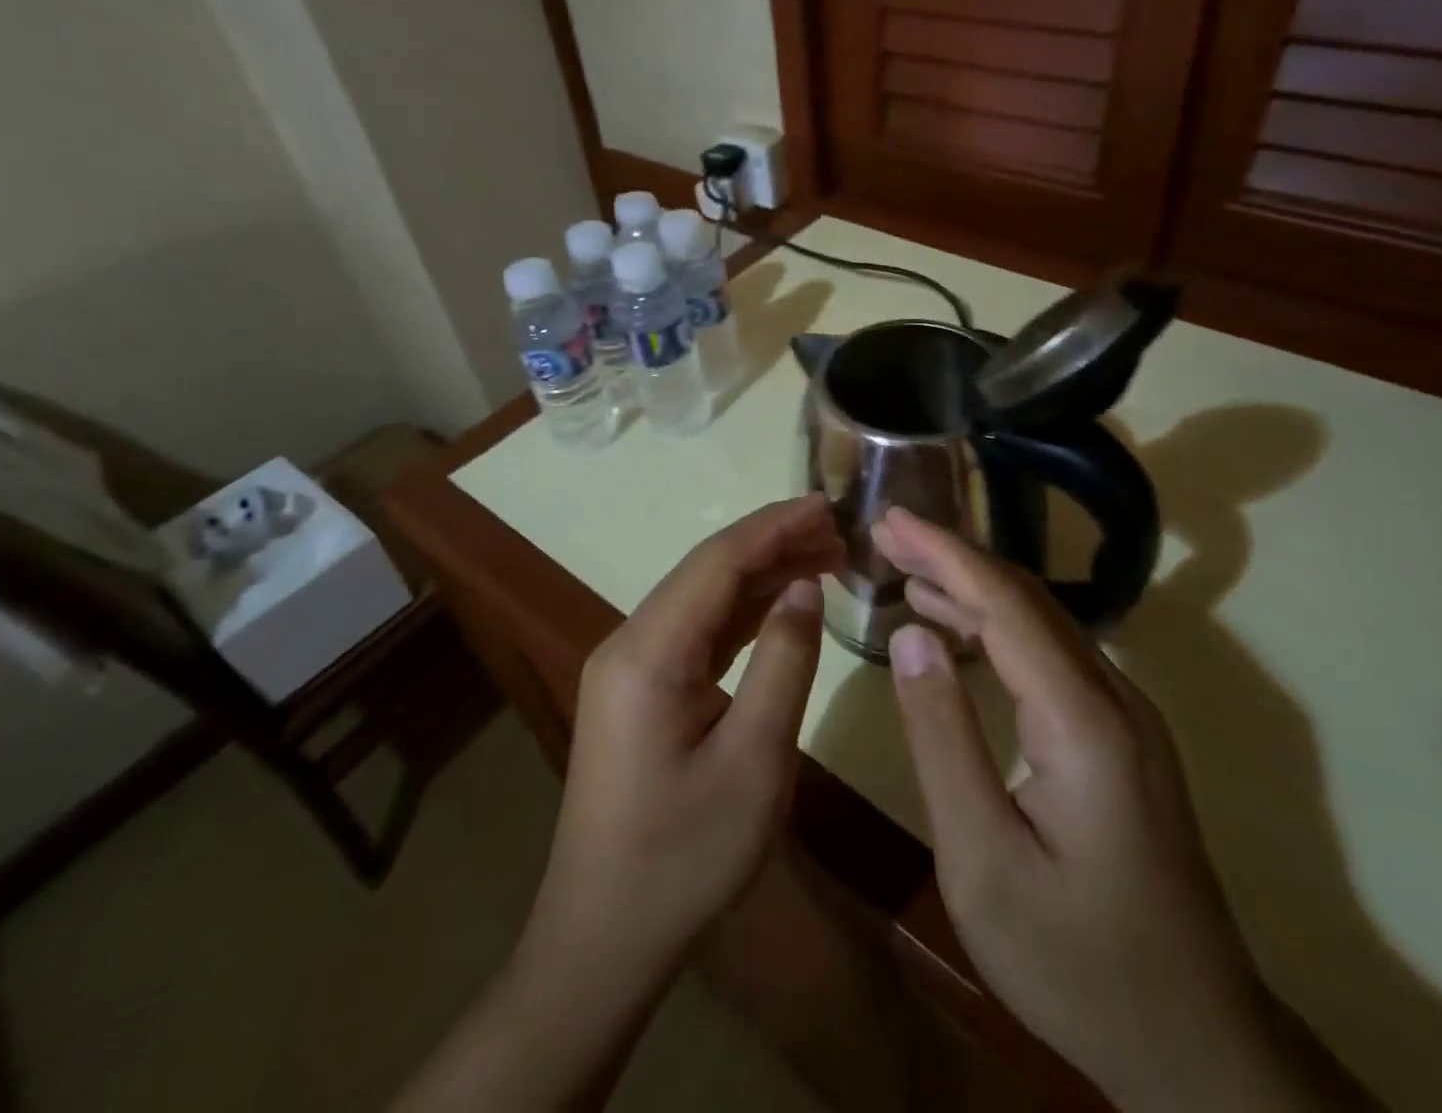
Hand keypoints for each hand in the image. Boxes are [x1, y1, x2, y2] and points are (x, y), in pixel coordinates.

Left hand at [395, 495, 841, 1112]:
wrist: (603, 938)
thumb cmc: (685, 856)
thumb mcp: (755, 760)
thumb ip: (784, 661)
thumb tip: (804, 587)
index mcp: (648, 653)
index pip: (717, 562)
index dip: (774, 526)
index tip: (827, 504)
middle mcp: (630, 643)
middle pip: (707, 571)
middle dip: (772, 544)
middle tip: (838, 532)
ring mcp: (629, 666)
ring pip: (702, 598)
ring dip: (759, 575)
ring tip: (822, 557)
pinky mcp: (638, 690)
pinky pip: (695, 631)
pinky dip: (741, 612)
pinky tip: (780, 604)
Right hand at [875, 507, 1344, 1111]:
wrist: (1197, 1047)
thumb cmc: (1076, 961)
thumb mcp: (981, 859)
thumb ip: (941, 737)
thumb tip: (911, 637)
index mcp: (1081, 718)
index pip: (1004, 603)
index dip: (944, 553)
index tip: (891, 519)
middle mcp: (1112, 697)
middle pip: (1026, 599)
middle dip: (954, 557)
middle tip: (889, 534)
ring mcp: (1125, 716)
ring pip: (1041, 623)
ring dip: (973, 589)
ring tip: (908, 571)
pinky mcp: (1120, 737)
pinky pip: (1050, 655)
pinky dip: (995, 628)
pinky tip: (956, 631)